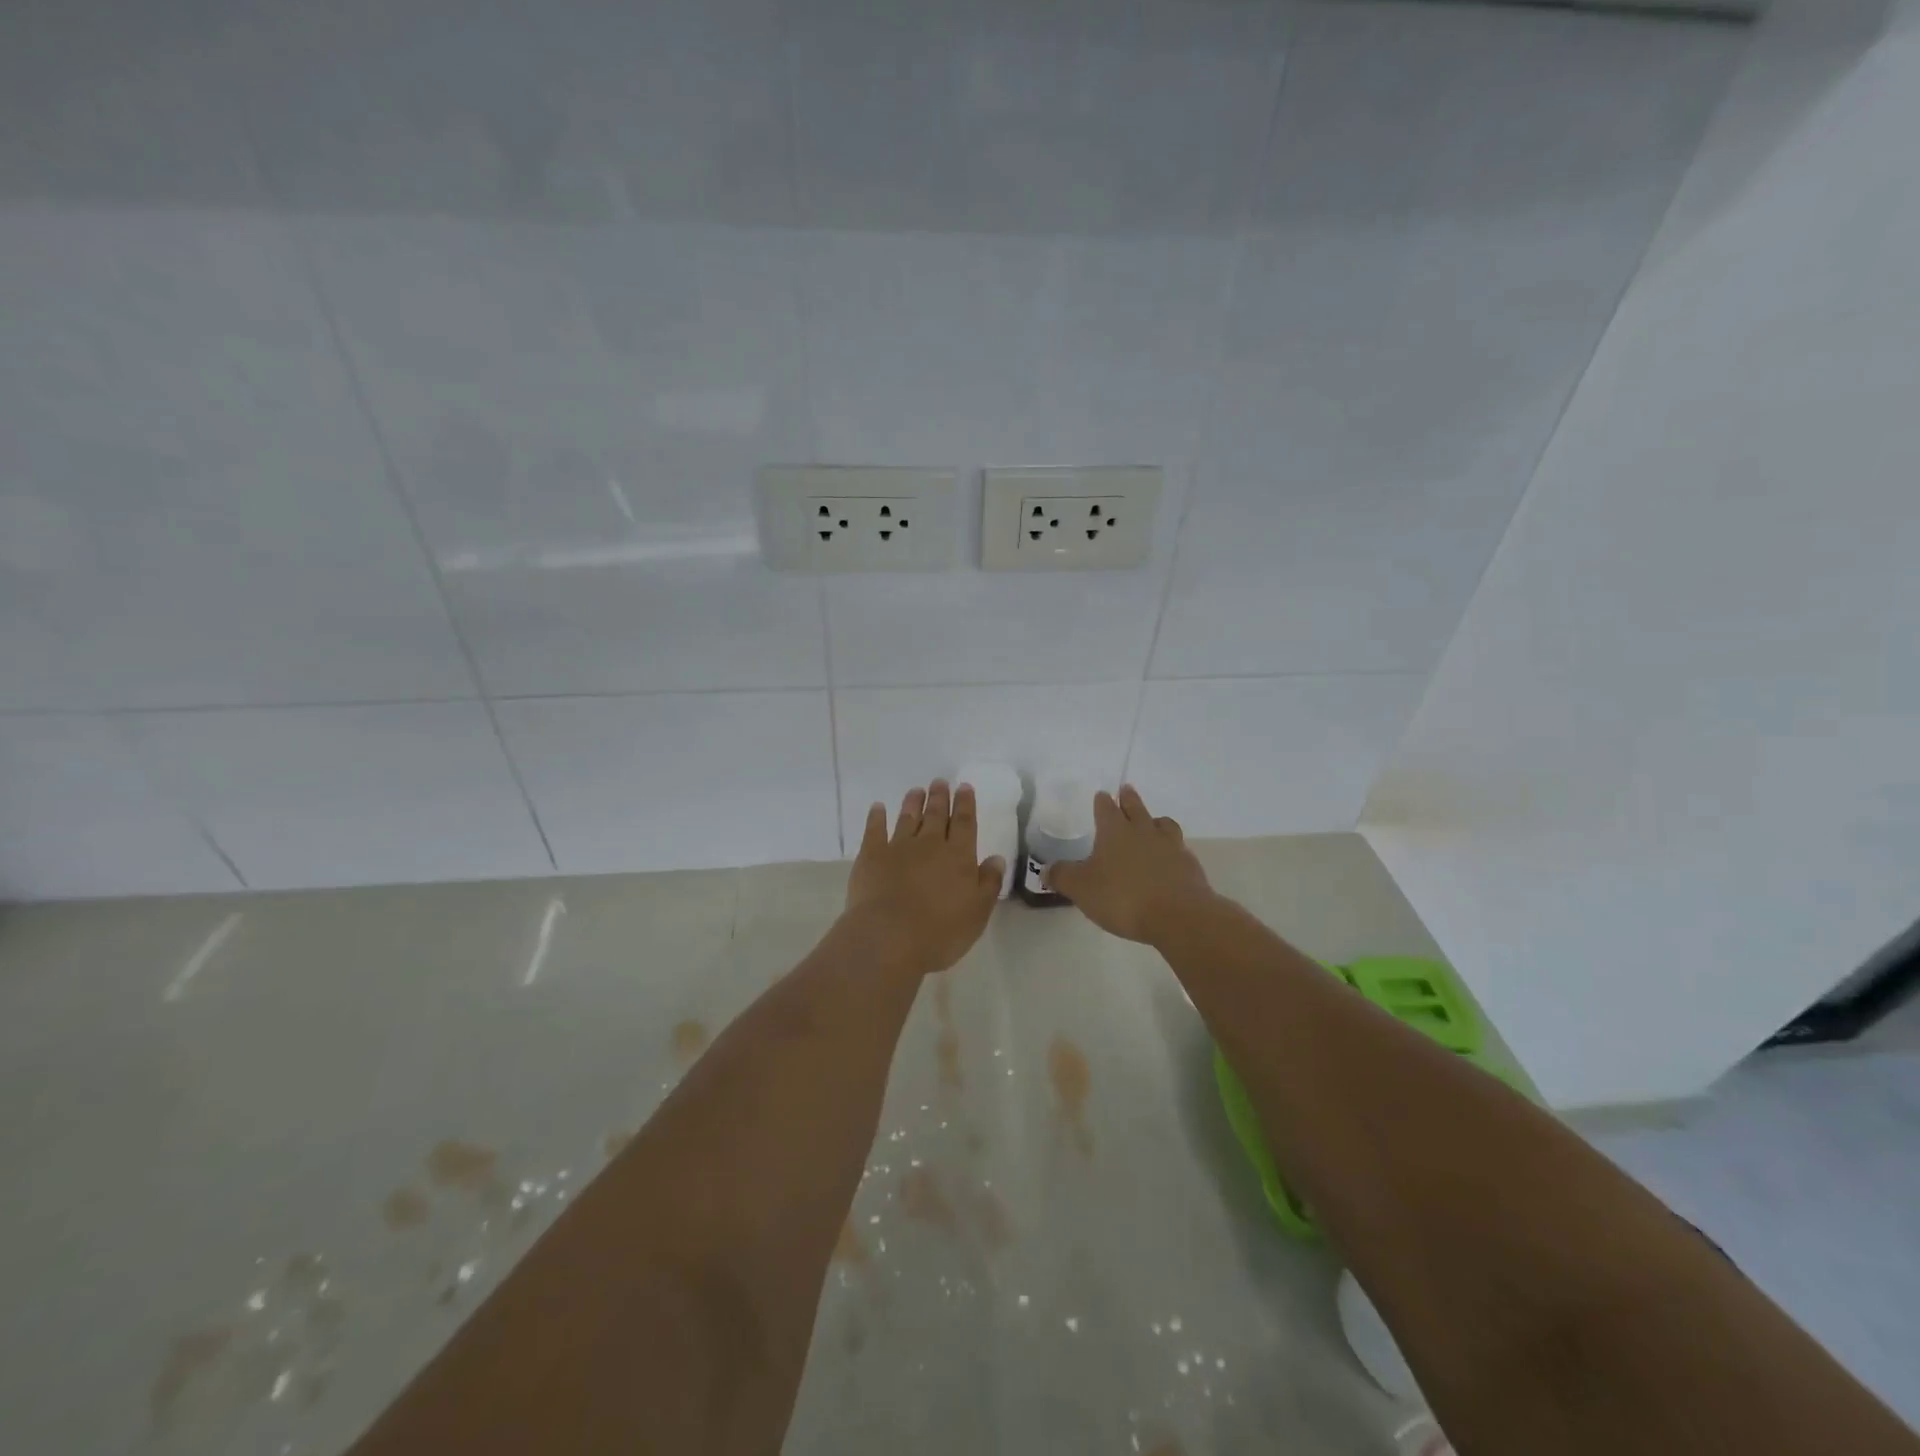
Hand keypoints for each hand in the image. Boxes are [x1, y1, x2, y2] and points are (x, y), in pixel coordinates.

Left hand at [844, 779, 1004, 975]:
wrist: (889, 937)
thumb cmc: (940, 931)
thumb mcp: (977, 912)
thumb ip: (989, 883)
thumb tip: (996, 858)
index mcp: (958, 856)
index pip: (964, 823)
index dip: (965, 804)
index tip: (964, 786)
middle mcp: (929, 844)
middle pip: (936, 815)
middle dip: (940, 797)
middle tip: (940, 782)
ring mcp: (898, 847)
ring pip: (908, 818)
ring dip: (913, 803)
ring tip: (916, 790)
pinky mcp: (871, 856)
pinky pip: (874, 830)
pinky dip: (876, 817)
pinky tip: (878, 808)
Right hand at [1047, 785, 1214, 943]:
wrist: (1178, 916)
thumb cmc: (1123, 897)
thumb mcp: (1081, 889)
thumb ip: (1062, 877)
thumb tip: (1045, 870)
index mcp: (1115, 831)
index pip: (1106, 809)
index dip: (1102, 802)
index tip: (1102, 795)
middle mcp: (1143, 832)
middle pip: (1136, 808)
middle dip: (1129, 799)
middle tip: (1126, 790)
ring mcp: (1170, 846)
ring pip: (1163, 824)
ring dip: (1155, 820)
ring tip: (1153, 821)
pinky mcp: (1189, 866)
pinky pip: (1178, 849)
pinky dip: (1171, 850)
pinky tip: (1168, 860)